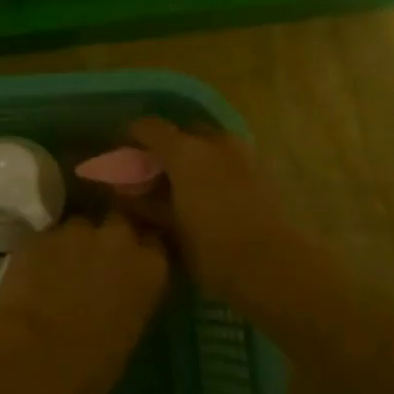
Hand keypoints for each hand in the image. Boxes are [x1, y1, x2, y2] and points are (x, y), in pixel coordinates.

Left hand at [0, 214, 169, 393]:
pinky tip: (35, 275)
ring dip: (74, 244)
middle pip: (118, 223)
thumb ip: (131, 295)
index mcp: (150, 266)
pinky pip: (47, 239)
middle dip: (109, 238)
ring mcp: (77, 230)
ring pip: (79, 227)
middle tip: (96, 262)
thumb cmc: (93, 364)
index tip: (131, 266)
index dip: (140, 252)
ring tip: (61, 270)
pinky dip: (44, 253)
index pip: (154, 243)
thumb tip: (120, 290)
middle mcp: (118, 237)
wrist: (37, 358)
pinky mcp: (40, 234)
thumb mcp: (130, 330)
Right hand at [121, 117, 320, 320]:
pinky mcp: (261, 170)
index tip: (124, 153)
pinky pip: (228, 158)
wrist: (272, 266)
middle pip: (182, 131)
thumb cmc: (210, 247)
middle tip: (156, 171)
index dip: (133, 136)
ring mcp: (242, 153)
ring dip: (193, 156)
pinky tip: (209, 193)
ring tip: (184, 184)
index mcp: (184, 150)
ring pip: (209, 143)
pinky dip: (214, 167)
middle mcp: (213, 141)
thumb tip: (121, 190)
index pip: (149, 127)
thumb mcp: (168, 228)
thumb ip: (143, 203)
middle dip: (167, 146)